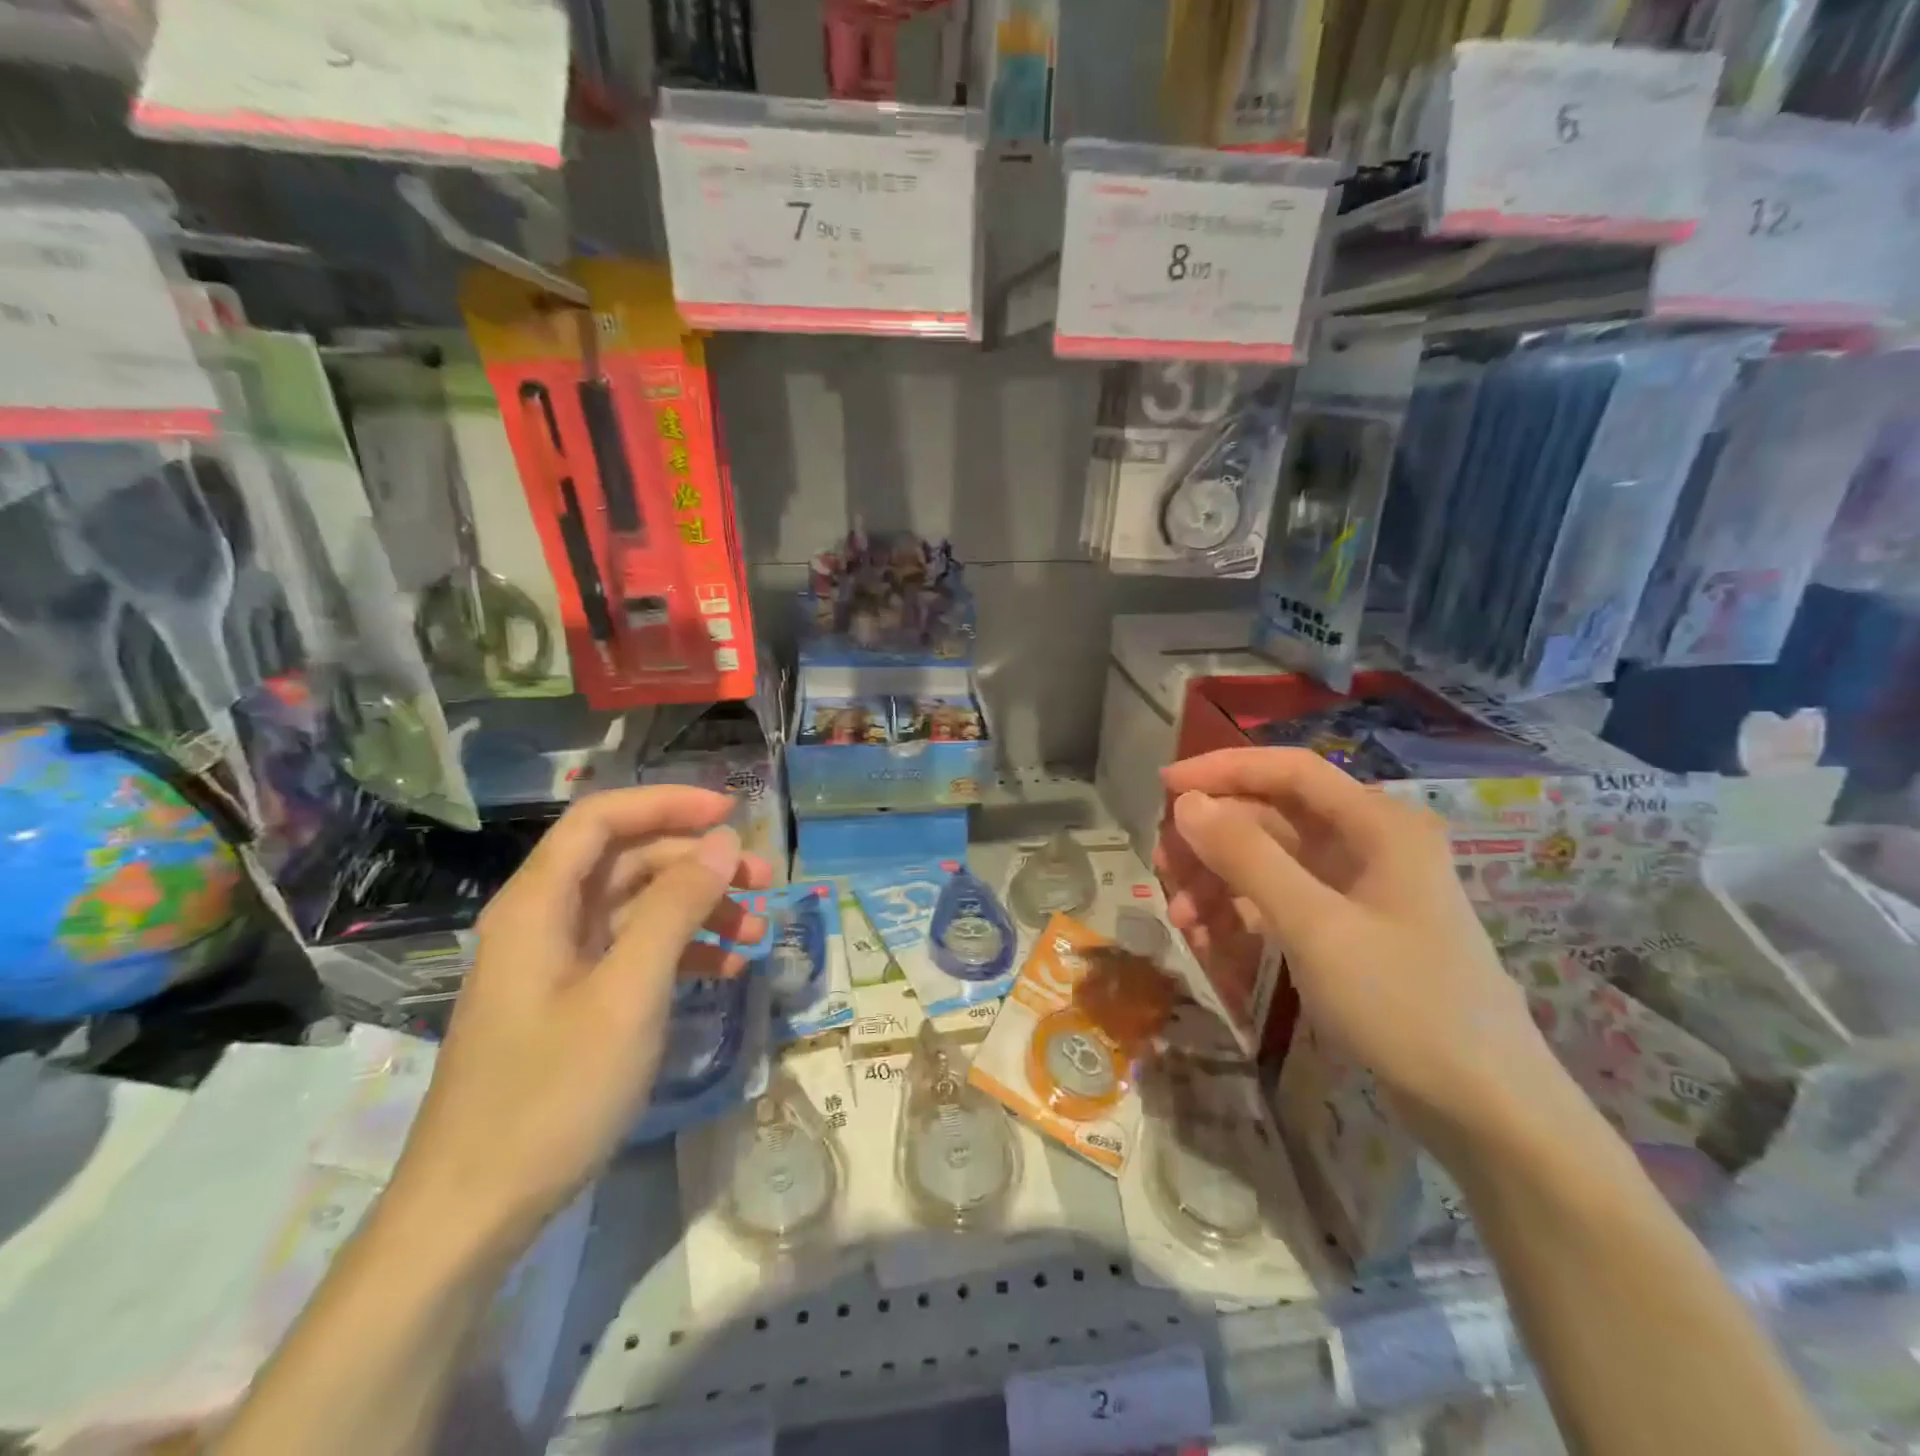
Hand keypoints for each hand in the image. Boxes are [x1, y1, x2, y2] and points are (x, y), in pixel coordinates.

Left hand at [386, 787, 771, 1253]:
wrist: (475, 1213)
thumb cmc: (552, 1093)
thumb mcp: (629, 993)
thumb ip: (677, 908)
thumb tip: (724, 842)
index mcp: (539, 905)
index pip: (603, 819)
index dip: (667, 804)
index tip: (732, 812)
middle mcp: (545, 921)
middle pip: (628, 861)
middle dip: (699, 862)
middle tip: (765, 880)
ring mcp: (559, 964)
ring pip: (639, 907)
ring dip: (700, 908)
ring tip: (758, 929)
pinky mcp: (573, 1001)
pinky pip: (635, 952)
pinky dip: (682, 950)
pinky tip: (727, 967)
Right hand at [1157, 748, 1564, 1149]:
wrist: (1486, 1112)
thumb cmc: (1404, 1004)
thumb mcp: (1314, 926)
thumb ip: (1247, 857)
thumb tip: (1188, 804)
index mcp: (1377, 825)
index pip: (1287, 770)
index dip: (1222, 769)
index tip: (1163, 787)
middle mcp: (1369, 844)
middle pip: (1272, 818)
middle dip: (1212, 841)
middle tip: (1162, 871)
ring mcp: (1360, 888)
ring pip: (1270, 862)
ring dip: (1219, 882)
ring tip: (1181, 921)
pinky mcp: (1349, 928)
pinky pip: (1282, 901)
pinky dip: (1243, 914)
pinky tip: (1210, 942)